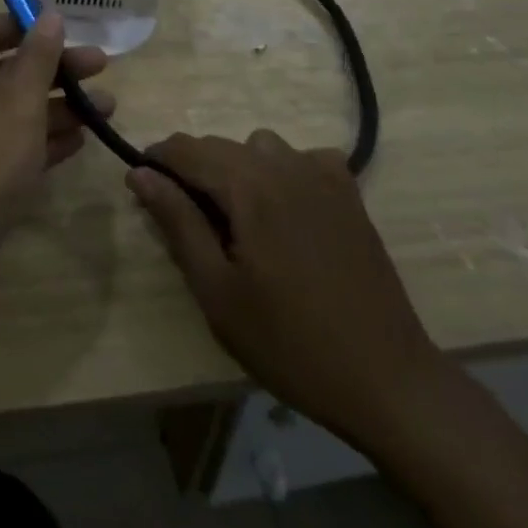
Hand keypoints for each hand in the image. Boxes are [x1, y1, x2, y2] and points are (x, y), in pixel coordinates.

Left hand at [0, 11, 111, 261]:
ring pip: (15, 110)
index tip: (74, 31)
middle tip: (103, 70)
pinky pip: (11, 145)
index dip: (33, 26)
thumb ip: (39, 55)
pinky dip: (42, 140)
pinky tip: (80, 142)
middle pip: (10, 69)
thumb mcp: (18, 100)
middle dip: (58, 70)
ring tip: (107, 110)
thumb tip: (50, 15)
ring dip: (59, 107)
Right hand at [128, 131, 441, 445]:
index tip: (140, 187)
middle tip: (183, 217)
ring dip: (236, 167)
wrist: (388, 382)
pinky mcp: (349, 196)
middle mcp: (284, 165)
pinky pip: (304, 158)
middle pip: (219, 145)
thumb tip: (139, 172)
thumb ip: (176, 221)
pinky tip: (286, 207)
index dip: (155, 160)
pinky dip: (283, 170)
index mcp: (249, 185)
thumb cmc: (290, 343)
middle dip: (191, 168)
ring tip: (235, 216)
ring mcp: (323, 177)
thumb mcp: (217, 290)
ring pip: (260, 146)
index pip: (185, 149)